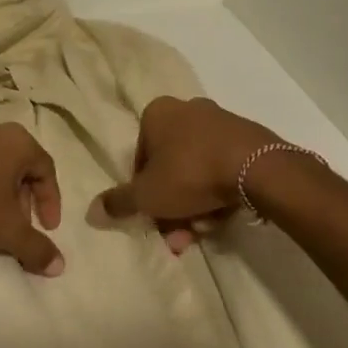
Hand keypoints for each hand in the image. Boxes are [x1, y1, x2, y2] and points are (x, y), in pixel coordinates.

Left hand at [0, 123, 65, 275]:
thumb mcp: (7, 230)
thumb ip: (36, 248)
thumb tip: (59, 265)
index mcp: (17, 142)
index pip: (47, 169)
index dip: (51, 201)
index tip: (47, 229)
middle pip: (21, 166)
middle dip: (25, 199)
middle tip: (20, 226)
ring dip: (1, 193)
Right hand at [98, 97, 276, 252]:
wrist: (256, 168)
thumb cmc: (190, 173)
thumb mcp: (147, 195)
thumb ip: (118, 202)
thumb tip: (92, 211)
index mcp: (157, 113)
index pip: (140, 157)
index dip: (143, 192)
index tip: (152, 218)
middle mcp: (186, 110)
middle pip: (170, 166)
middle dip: (172, 207)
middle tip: (179, 237)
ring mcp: (220, 122)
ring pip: (196, 171)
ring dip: (195, 206)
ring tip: (204, 232)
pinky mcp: (247, 137)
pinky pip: (222, 168)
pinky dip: (218, 192)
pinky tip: (223, 216)